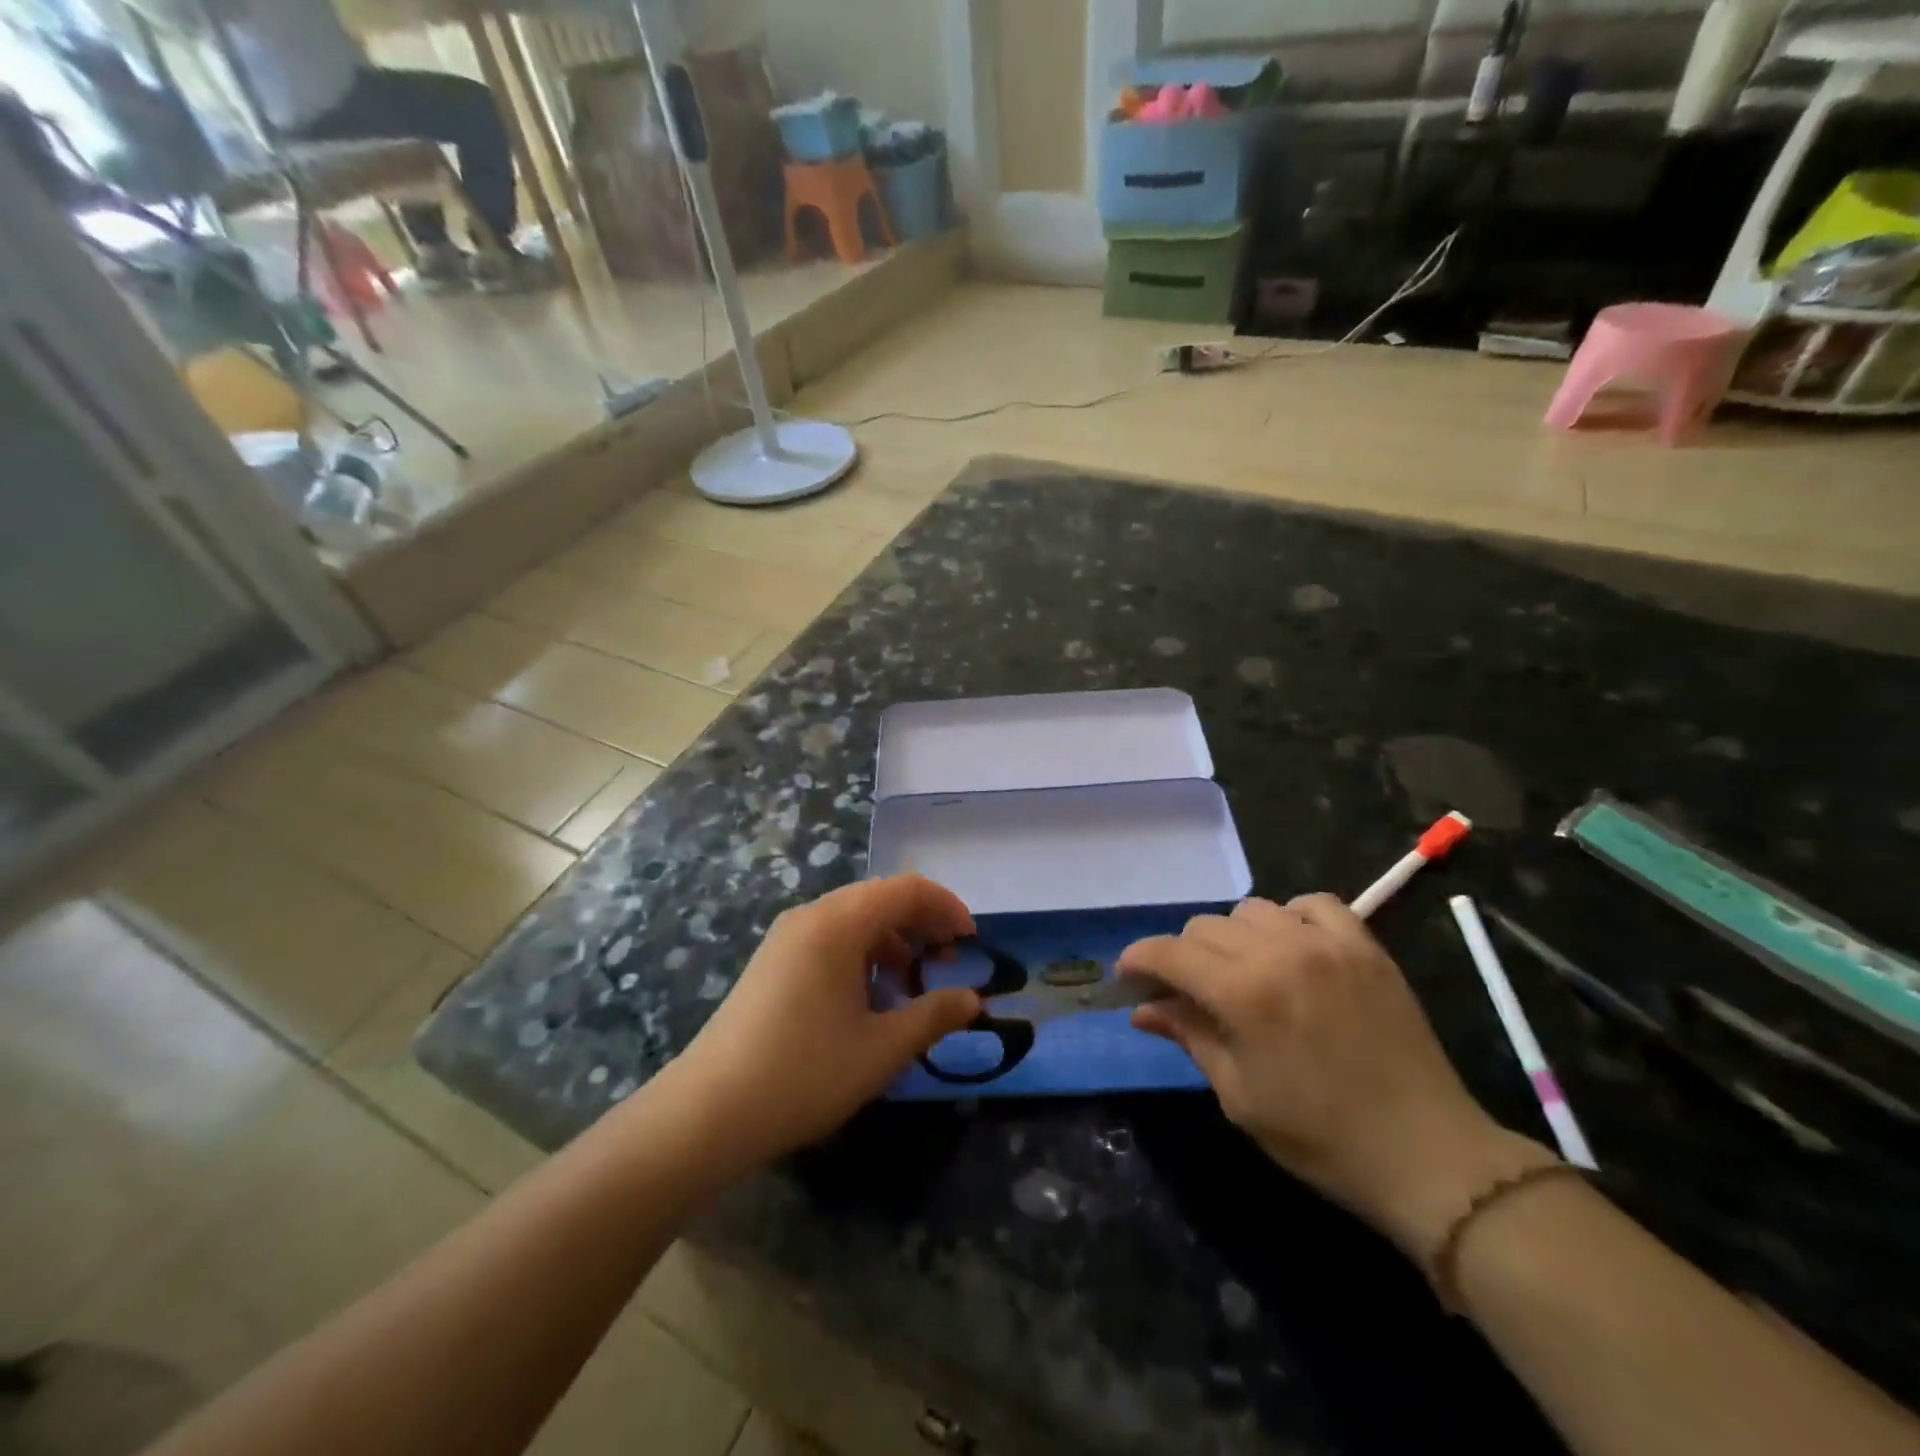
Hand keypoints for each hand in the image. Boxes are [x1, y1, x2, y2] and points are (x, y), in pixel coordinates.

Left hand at [658, 875, 981, 1177]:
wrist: (707, 1112)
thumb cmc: (804, 1073)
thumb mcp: (881, 1049)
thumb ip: (933, 1016)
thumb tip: (972, 1000)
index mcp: (838, 922)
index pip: (907, 889)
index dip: (946, 907)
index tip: (971, 942)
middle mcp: (811, 916)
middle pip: (880, 899)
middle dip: (921, 925)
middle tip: (948, 963)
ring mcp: (786, 938)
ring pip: (855, 920)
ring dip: (892, 942)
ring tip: (910, 988)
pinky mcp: (773, 961)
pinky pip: (830, 940)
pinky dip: (862, 956)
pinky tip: (868, 1000)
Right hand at [1119, 895, 1551, 1254]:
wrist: (1427, 1154)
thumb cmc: (1321, 1138)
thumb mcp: (1239, 1095)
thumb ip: (1190, 1036)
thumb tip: (1143, 1009)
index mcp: (1243, 994)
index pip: (1170, 953)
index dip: (1139, 960)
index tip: (1128, 977)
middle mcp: (1279, 953)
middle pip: (1205, 926)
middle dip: (1183, 955)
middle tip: (1186, 990)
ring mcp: (1326, 943)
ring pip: (1252, 909)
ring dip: (1233, 937)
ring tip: (1243, 971)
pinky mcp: (1365, 946)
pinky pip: (1313, 904)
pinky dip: (1291, 918)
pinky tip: (1292, 948)